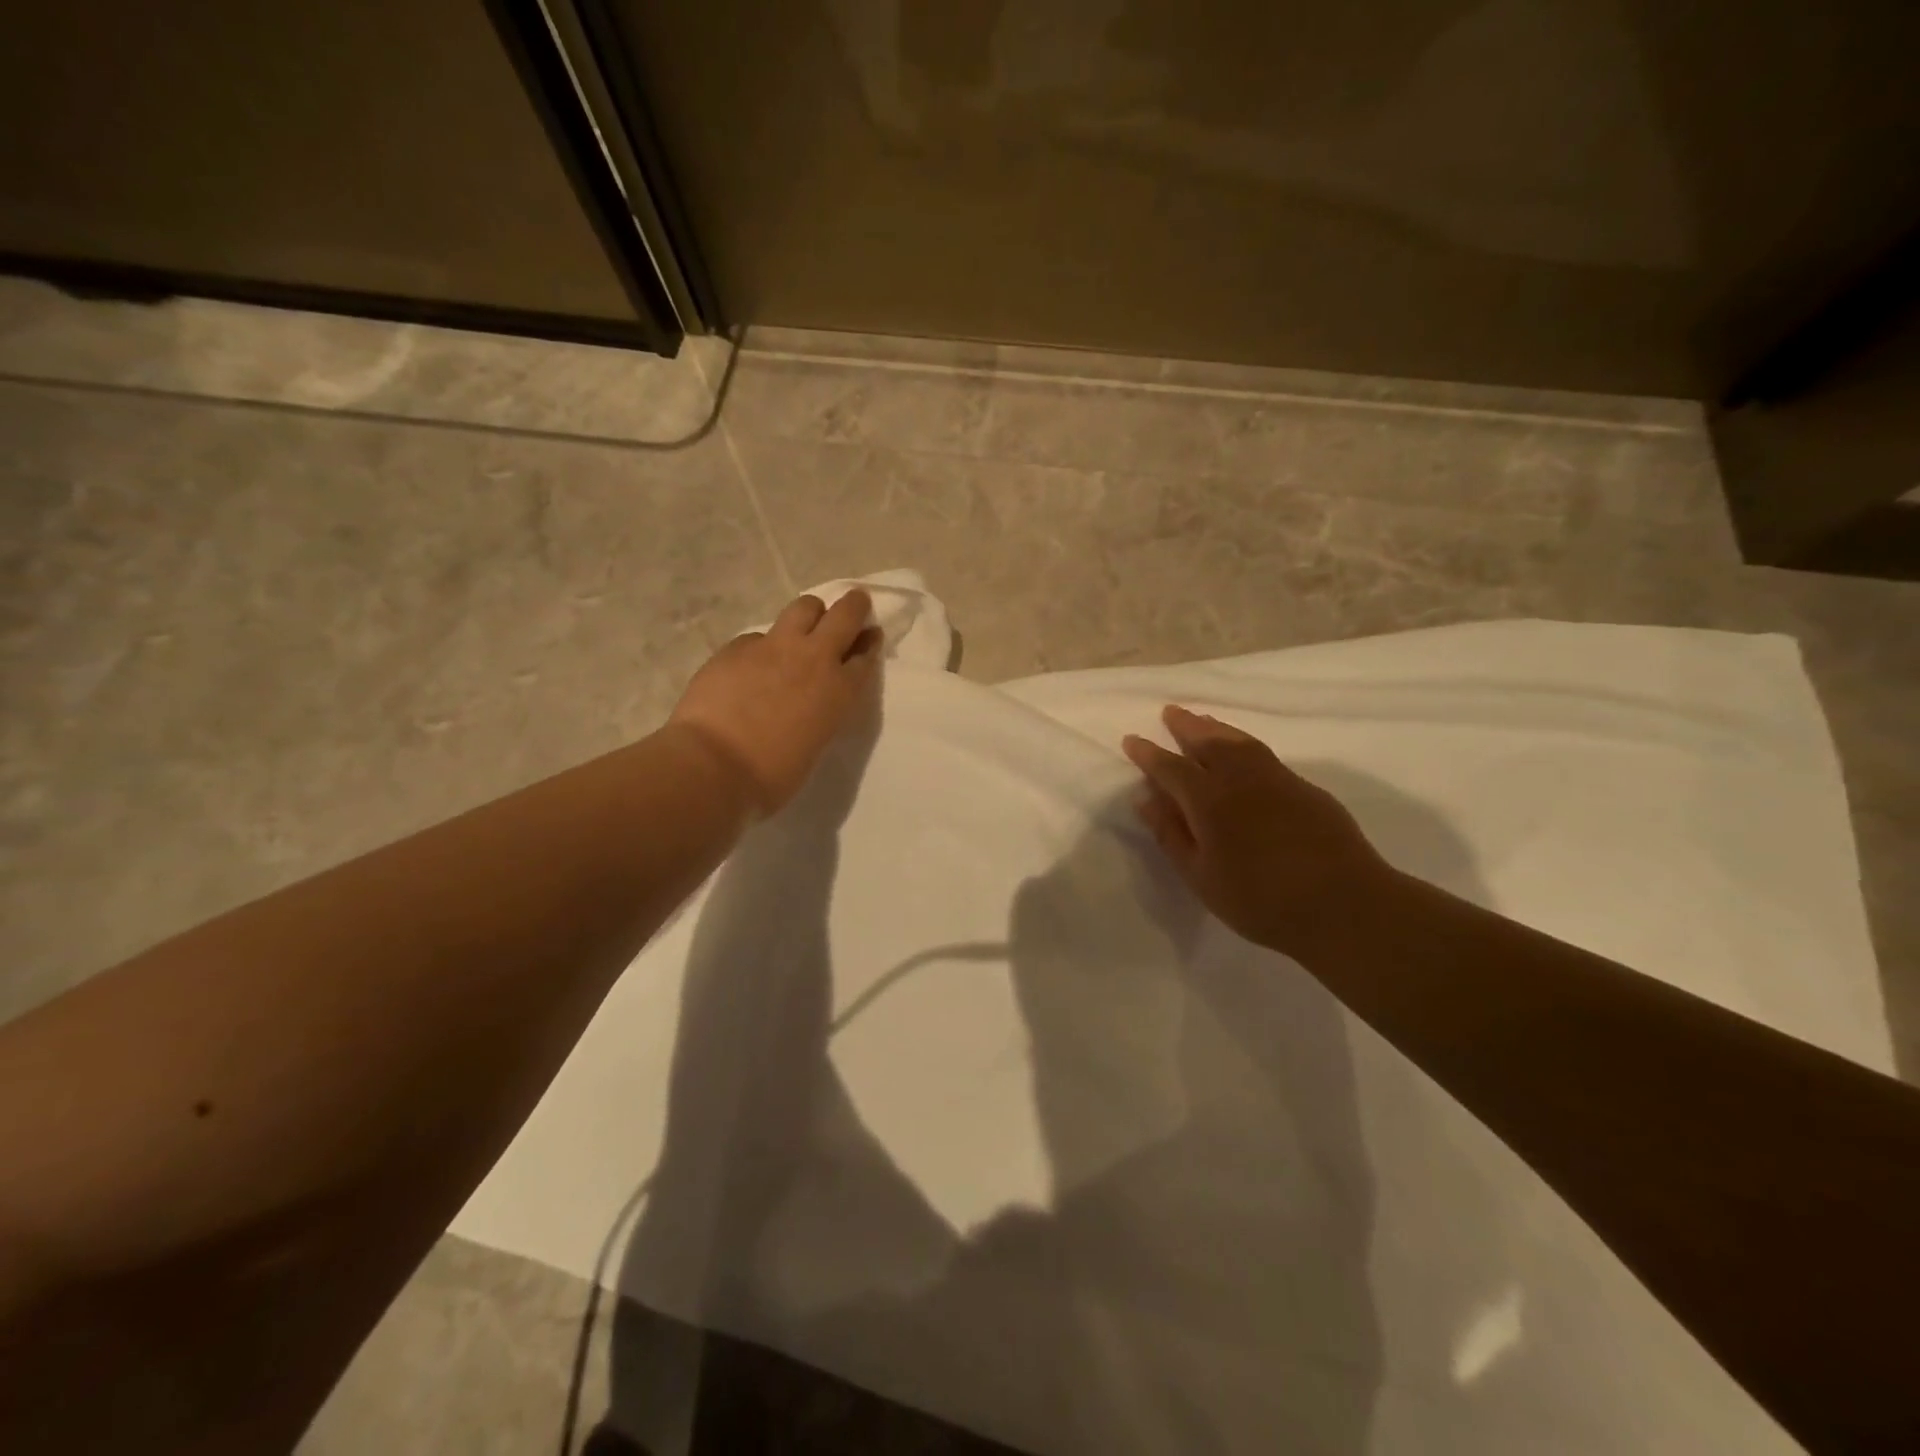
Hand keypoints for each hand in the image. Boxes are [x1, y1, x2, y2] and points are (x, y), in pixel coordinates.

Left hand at [667, 590, 881, 814]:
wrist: (713, 766)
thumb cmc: (771, 776)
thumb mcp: (814, 744)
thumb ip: (820, 714)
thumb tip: (808, 703)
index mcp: (840, 691)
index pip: (866, 655)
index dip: (869, 644)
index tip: (869, 638)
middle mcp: (814, 658)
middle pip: (845, 614)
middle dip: (853, 606)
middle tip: (853, 606)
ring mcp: (774, 647)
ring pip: (804, 607)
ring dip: (811, 613)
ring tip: (804, 626)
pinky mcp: (738, 647)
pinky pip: (758, 636)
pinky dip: (763, 647)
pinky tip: (751, 665)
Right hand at [1123, 706, 1397, 959]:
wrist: (1344, 906)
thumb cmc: (1260, 900)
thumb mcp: (1201, 876)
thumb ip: (1171, 834)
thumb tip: (1146, 799)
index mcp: (1209, 800)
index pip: (1170, 767)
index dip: (1148, 753)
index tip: (1132, 740)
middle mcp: (1241, 779)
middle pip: (1208, 741)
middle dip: (1185, 726)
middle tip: (1170, 712)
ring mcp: (1278, 779)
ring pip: (1240, 742)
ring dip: (1216, 728)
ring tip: (1202, 721)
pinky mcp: (1306, 788)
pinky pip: (1264, 754)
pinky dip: (1244, 744)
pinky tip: (1243, 753)